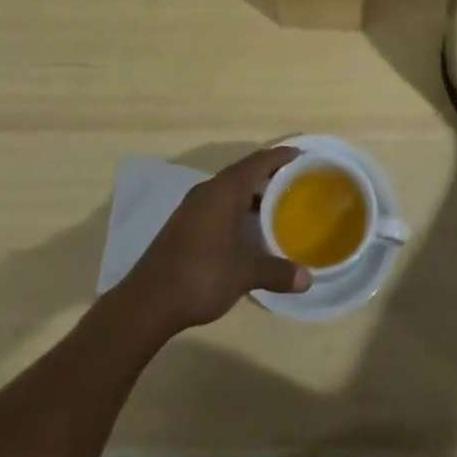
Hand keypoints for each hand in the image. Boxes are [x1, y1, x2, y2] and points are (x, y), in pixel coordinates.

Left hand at [117, 146, 310, 333]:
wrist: (148, 301)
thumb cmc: (201, 276)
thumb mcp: (244, 274)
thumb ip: (277, 272)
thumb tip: (308, 279)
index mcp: (224, 190)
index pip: (258, 161)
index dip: (280, 156)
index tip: (302, 156)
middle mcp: (208, 190)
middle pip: (244, 171)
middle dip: (269, 174)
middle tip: (295, 182)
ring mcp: (193, 207)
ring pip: (229, 189)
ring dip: (252, 193)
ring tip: (276, 205)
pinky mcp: (185, 224)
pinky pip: (218, 203)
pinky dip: (237, 207)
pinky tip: (247, 229)